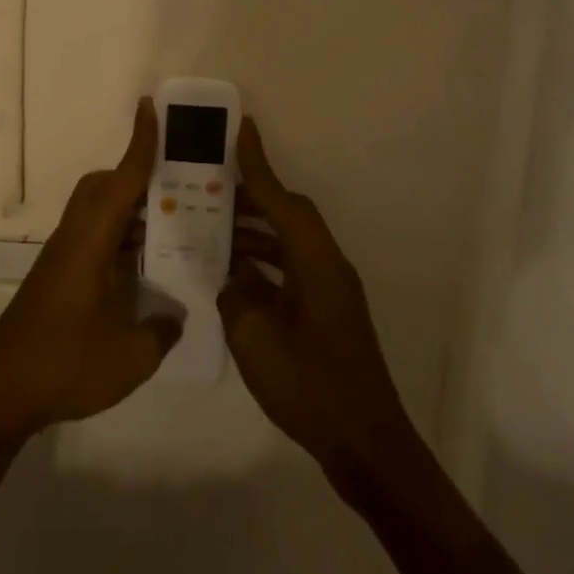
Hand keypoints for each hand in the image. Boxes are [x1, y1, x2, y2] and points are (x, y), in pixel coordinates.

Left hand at [0, 99, 182, 440]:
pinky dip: (120, 240)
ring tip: (172, 227)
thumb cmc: (65, 364)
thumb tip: (175, 316)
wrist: (0, 391)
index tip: (150, 108)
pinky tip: (143, 270)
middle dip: (137, 177)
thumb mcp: (130, 356)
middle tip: (178, 188)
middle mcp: (75, 239)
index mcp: (91, 242)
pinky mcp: (58, 278)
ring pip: (98, 214)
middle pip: (104, 189)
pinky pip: (95, 240)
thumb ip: (161, 332)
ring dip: (131, 212)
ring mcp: (63, 259)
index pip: (122, 181)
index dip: (141, 145)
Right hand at [218, 119, 420, 486]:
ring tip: (211, 229)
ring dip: (254, 233)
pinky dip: (262, 264)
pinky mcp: (326, 313)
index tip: (241, 128)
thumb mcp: (255, 336)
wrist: (365, 445)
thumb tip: (228, 276)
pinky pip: (289, 270)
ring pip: (287, 243)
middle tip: (208, 187)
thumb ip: (235, 294)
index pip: (282, 200)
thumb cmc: (310, 384)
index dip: (258, 165)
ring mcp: (329, 291)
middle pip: (288, 216)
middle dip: (250, 198)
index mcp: (316, 262)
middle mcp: (327, 266)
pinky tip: (232, 275)